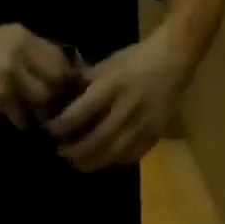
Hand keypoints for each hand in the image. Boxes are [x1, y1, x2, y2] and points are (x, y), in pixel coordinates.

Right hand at [0, 24, 74, 126]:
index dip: (63, 78)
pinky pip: (24, 115)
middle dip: (55, 95)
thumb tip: (56, 80)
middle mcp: (21, 48)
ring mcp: (13, 70)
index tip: (57, 92)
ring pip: (44, 97)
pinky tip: (12, 118)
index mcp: (23, 35)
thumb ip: (27, 58)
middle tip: (46, 108)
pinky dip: (21, 121)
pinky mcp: (3, 92)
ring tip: (29, 113)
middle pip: (58, 78)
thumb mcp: (1, 46)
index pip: (60, 57)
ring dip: (39, 110)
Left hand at [47, 31, 189, 171]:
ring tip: (79, 163)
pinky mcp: (153, 136)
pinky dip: (114, 161)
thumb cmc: (136, 60)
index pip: (82, 111)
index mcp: (113, 85)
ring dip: (92, 162)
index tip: (52, 130)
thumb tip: (64, 100)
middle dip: (76, 150)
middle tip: (62, 152)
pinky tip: (103, 160)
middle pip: (97, 139)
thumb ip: (87, 83)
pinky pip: (130, 156)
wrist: (172, 62)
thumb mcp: (109, 64)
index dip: (64, 125)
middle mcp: (126, 108)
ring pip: (113, 153)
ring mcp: (142, 125)